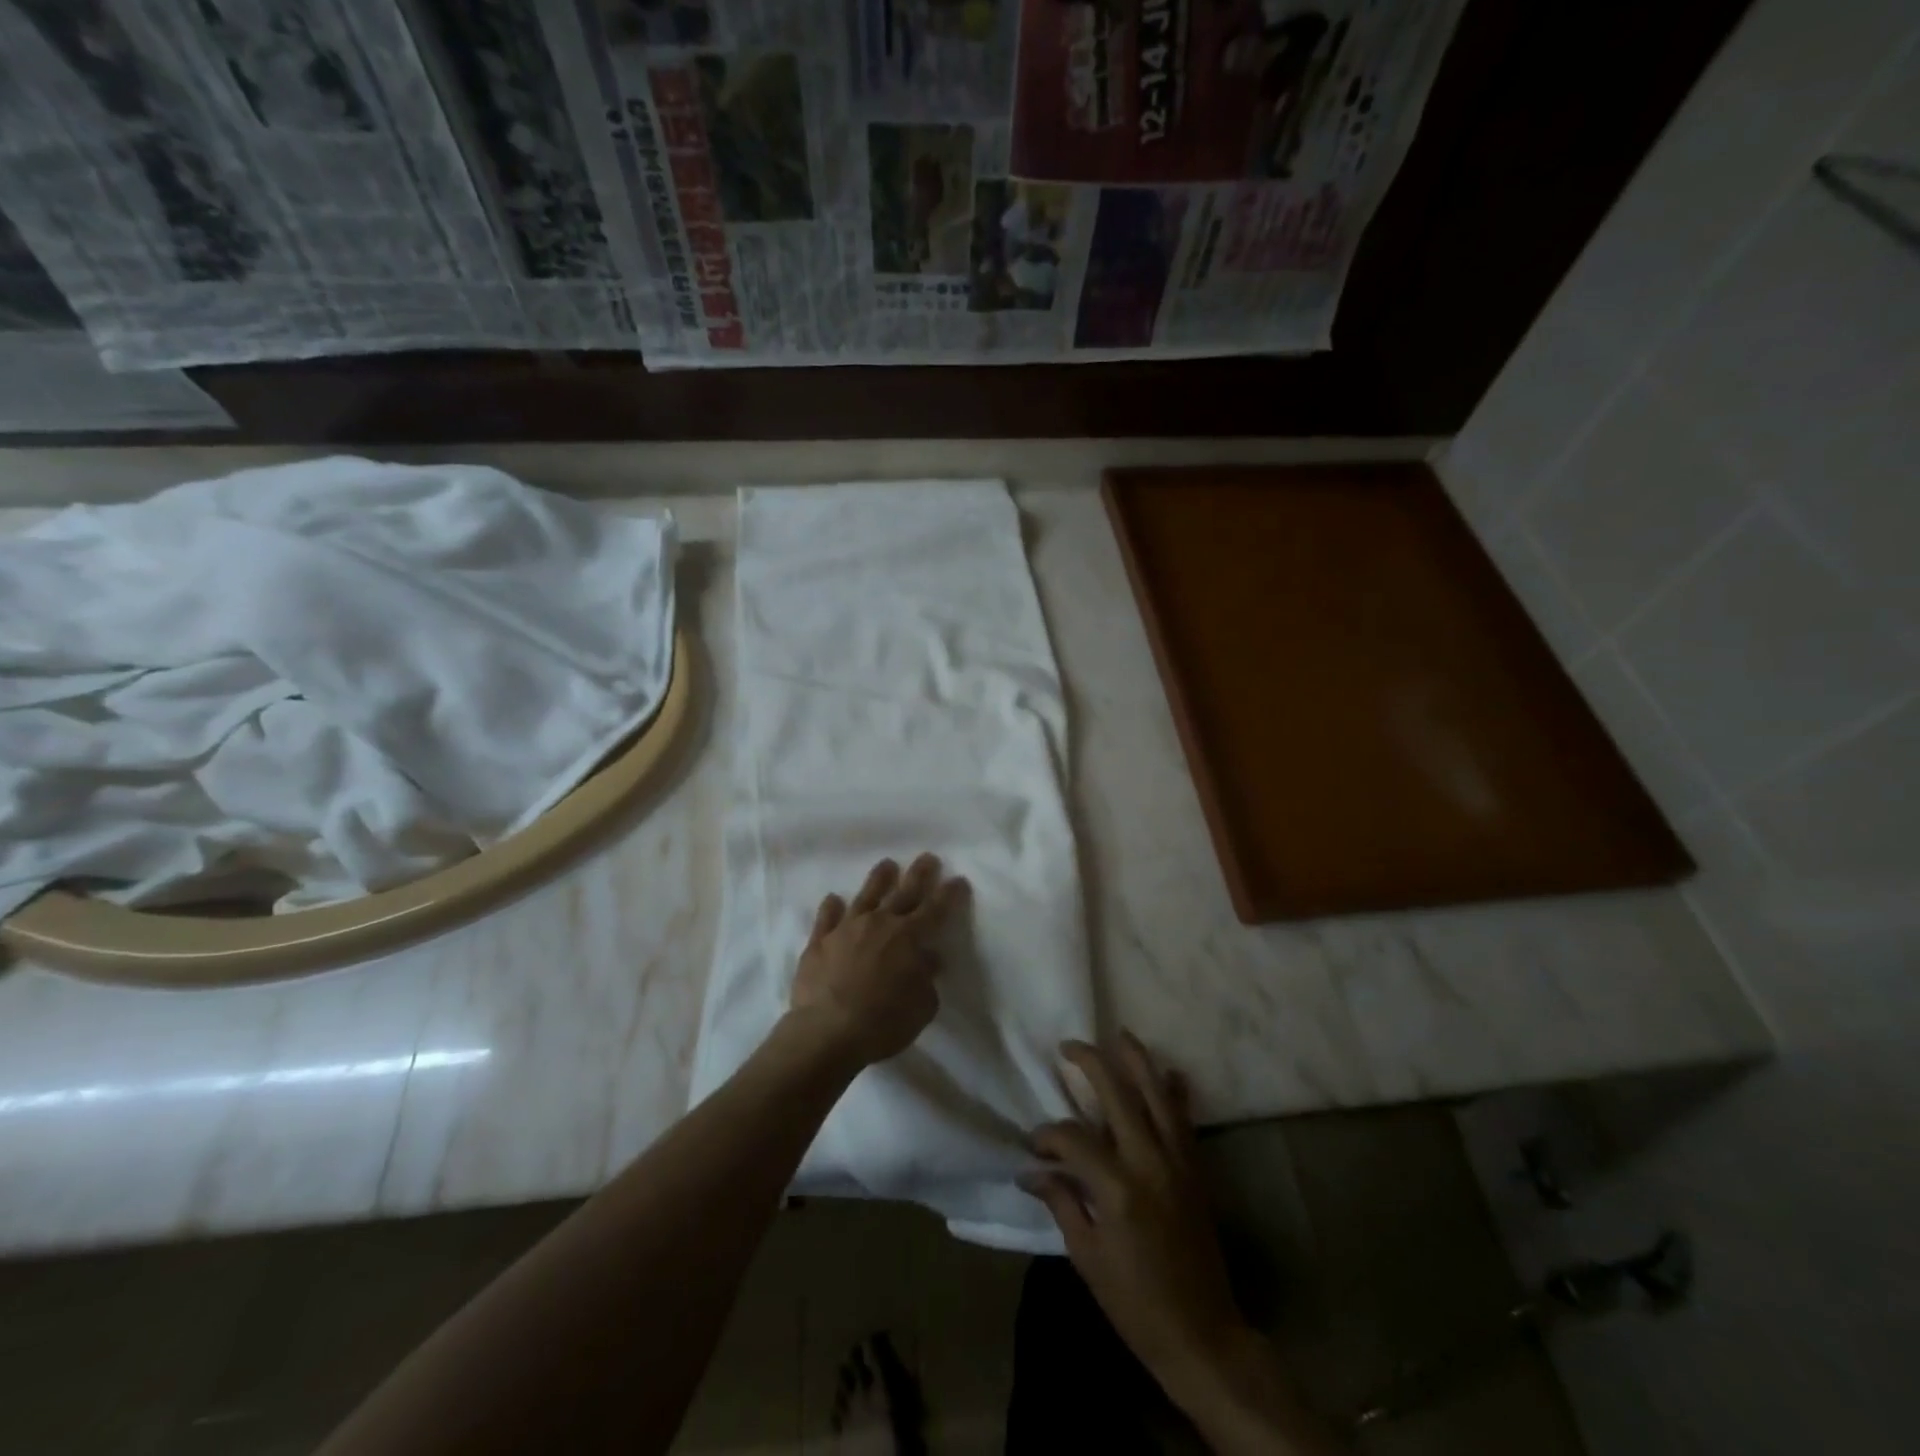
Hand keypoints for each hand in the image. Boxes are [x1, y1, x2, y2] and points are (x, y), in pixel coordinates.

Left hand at [786, 854, 968, 1068]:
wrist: (828, 1031)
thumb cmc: (883, 1022)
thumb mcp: (922, 1006)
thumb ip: (927, 978)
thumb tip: (929, 959)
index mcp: (909, 938)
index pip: (935, 909)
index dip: (949, 894)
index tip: (958, 879)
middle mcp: (879, 924)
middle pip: (903, 893)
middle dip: (919, 874)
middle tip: (928, 857)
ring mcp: (847, 929)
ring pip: (866, 896)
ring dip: (879, 879)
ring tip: (887, 864)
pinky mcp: (819, 941)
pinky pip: (827, 918)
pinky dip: (831, 907)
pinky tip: (833, 898)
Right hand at [1022, 1034, 1248, 1391]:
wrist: (1202, 1334)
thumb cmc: (1135, 1303)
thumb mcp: (1087, 1257)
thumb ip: (1061, 1202)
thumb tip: (1031, 1170)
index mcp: (1117, 1188)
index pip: (1073, 1139)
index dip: (1048, 1135)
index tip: (1033, 1143)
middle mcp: (1149, 1162)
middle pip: (1118, 1095)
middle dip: (1091, 1063)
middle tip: (1069, 1046)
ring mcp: (1178, 1162)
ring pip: (1157, 1094)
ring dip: (1138, 1060)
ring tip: (1120, 1034)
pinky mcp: (1196, 1169)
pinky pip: (1185, 1119)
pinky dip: (1176, 1092)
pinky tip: (1170, 1071)